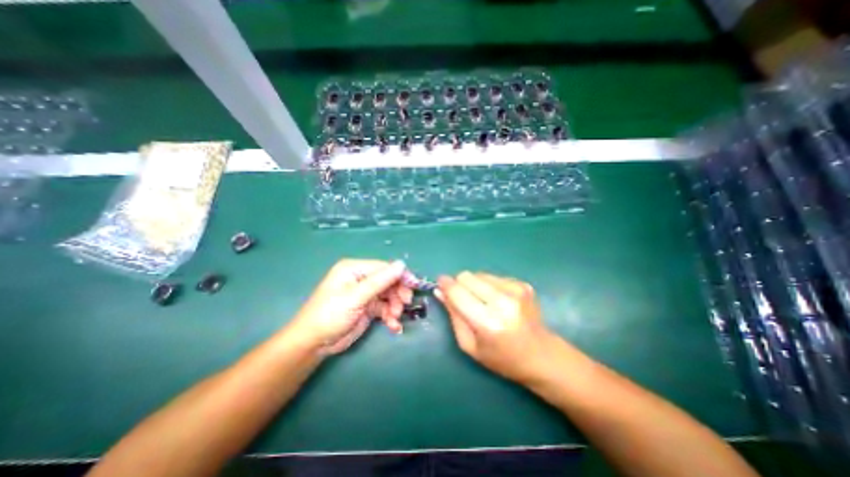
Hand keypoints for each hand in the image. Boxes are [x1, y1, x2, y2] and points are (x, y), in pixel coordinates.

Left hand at [288, 259, 414, 352]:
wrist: (313, 344)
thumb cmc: (330, 315)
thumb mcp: (356, 297)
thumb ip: (380, 281)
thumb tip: (402, 265)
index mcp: (355, 269)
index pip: (384, 267)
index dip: (400, 276)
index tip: (414, 286)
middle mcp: (361, 278)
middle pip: (388, 281)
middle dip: (398, 294)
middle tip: (404, 305)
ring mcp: (365, 294)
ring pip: (389, 295)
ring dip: (395, 307)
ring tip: (394, 319)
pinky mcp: (367, 308)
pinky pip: (385, 308)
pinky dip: (390, 316)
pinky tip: (393, 326)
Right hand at [437, 272, 558, 382]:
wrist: (541, 355)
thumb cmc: (501, 358)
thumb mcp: (469, 345)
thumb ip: (453, 315)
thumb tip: (440, 291)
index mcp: (488, 322)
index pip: (458, 292)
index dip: (445, 284)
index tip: (439, 282)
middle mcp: (504, 301)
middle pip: (467, 276)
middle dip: (459, 284)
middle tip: (463, 298)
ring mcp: (516, 290)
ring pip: (479, 274)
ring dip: (475, 285)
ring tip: (483, 302)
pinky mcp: (523, 284)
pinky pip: (493, 276)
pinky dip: (489, 286)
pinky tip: (497, 301)